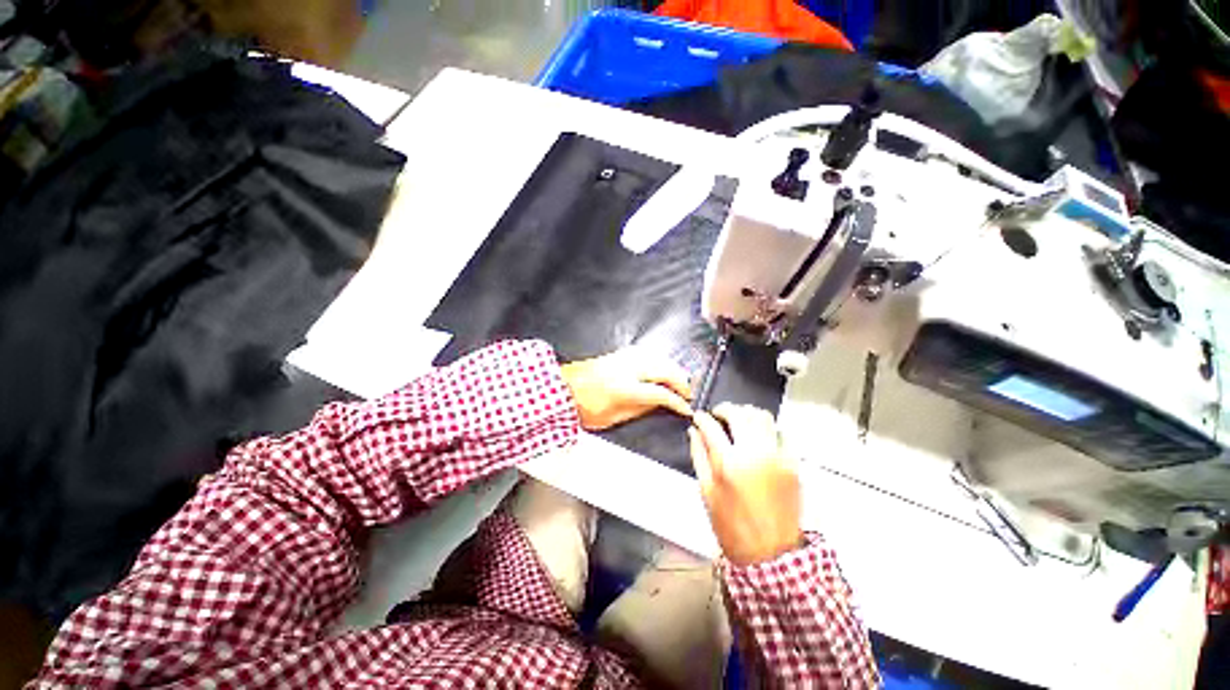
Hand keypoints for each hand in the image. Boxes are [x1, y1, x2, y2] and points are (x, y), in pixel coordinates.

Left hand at [561, 349, 693, 430]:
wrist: (562, 389)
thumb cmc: (583, 408)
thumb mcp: (612, 418)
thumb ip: (638, 409)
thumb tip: (658, 405)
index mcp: (625, 388)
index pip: (660, 393)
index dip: (677, 401)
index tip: (686, 408)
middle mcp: (627, 369)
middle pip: (664, 370)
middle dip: (681, 381)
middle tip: (688, 392)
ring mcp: (622, 358)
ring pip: (657, 358)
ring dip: (672, 368)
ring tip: (679, 380)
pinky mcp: (618, 354)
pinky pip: (645, 353)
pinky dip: (658, 360)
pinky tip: (661, 366)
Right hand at [689, 404, 802, 565]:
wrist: (771, 553)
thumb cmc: (731, 525)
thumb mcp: (707, 491)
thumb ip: (699, 455)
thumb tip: (694, 431)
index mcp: (729, 463)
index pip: (711, 426)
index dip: (702, 418)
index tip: (698, 417)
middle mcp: (755, 453)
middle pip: (739, 413)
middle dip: (724, 409)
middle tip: (718, 416)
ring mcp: (777, 456)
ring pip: (762, 416)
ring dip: (746, 414)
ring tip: (738, 423)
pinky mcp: (793, 463)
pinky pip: (780, 433)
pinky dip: (766, 429)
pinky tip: (758, 438)